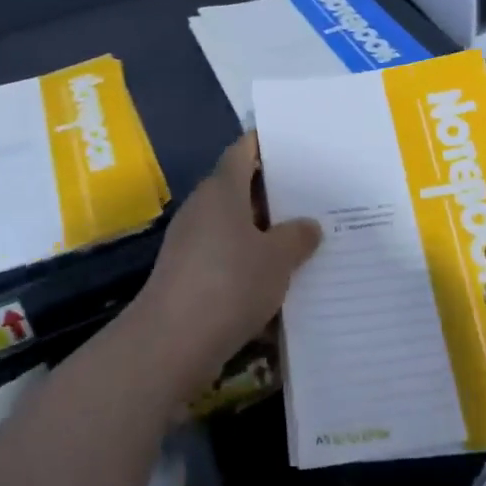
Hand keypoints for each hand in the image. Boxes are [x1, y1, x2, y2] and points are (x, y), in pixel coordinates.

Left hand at [132, 133, 320, 395]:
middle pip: (240, 189)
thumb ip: (296, 237)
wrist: (172, 342)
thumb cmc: (230, 284)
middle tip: (313, 195)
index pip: (242, 151)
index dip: (265, 143)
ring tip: (305, 238)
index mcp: (221, 190)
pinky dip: (250, 261)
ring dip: (264, 231)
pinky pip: (226, 257)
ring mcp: (191, 243)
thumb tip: (307, 225)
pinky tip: (277, 279)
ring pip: (235, 226)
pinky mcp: (188, 275)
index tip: (293, 143)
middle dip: (274, 192)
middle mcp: (202, 209)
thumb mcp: (277, 259)